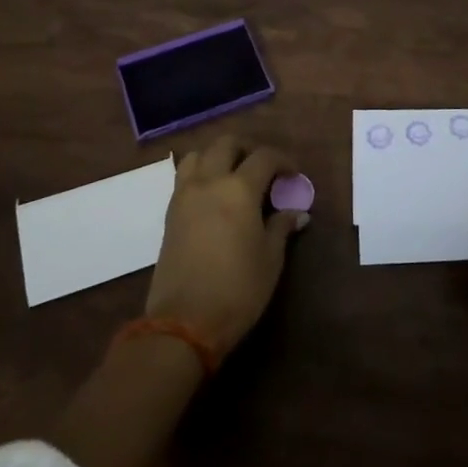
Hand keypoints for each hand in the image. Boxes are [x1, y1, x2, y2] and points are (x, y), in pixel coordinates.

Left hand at [145, 137, 307, 356]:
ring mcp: (185, 195)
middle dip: (248, 149)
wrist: (184, 322)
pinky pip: (185, 177)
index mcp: (239, 189)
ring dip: (218, 156)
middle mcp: (209, 182)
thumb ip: (281, 227)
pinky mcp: (170, 213)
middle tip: (263, 169)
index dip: (283, 160)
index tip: (293, 174)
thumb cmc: (237, 289)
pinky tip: (214, 196)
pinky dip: (201, 174)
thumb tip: (297, 212)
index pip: (264, 157)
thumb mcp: (270, 259)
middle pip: (226, 144)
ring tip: (233, 176)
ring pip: (199, 155)